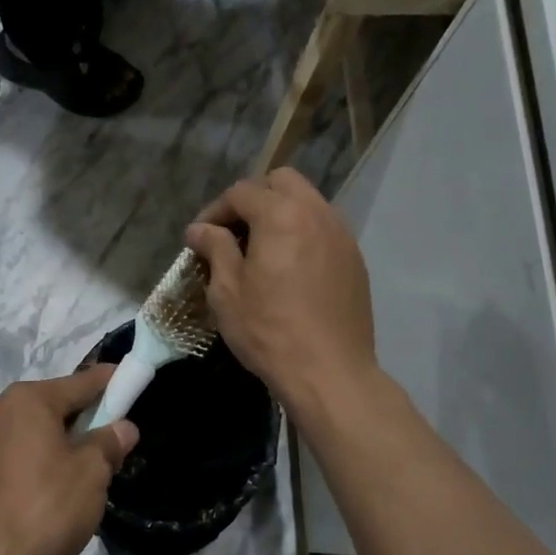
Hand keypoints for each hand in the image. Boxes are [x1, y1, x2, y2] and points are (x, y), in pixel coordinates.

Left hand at [0, 366, 138, 554]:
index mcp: (28, 400)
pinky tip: (60, 483)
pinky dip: (43, 457)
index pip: (81, 382)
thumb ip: (110, 442)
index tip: (135, 382)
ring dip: (65, 440)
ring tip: (91, 466)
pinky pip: (20, 451)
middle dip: (88, 416)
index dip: (112, 382)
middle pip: (56, 404)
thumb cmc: (46, 506)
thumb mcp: (92, 472)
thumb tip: (123, 428)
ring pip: (37, 429)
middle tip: (116, 437)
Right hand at [185, 169, 377, 419]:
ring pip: (308, 202)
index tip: (200, 238)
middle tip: (234, 233)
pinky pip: (324, 228)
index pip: (242, 192)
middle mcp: (317, 213)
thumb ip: (215, 249)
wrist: (330, 372)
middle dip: (253, 199)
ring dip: (281, 213)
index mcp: (281, 215)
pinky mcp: (355, 259)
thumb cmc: (269, 332)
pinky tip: (290, 267)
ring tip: (261, 249)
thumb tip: (201, 229)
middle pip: (282, 182)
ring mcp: (342, 235)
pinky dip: (303, 233)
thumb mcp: (228, 292)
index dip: (216, 211)